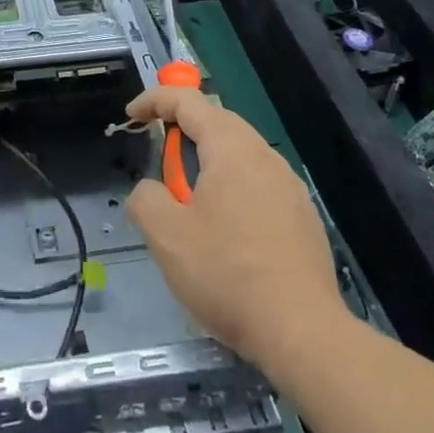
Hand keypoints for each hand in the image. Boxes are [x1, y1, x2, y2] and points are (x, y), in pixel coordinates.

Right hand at [125, 86, 348, 372]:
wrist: (302, 332)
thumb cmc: (226, 274)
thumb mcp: (165, 235)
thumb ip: (145, 197)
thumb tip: (152, 190)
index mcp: (231, 149)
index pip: (188, 101)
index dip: (154, 100)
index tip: (131, 118)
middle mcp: (265, 156)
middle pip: (218, 121)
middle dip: (182, 130)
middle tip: (158, 159)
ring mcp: (289, 186)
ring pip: (240, 153)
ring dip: (208, 161)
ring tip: (188, 199)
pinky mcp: (302, 217)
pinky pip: (259, 182)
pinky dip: (232, 187)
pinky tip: (225, 230)